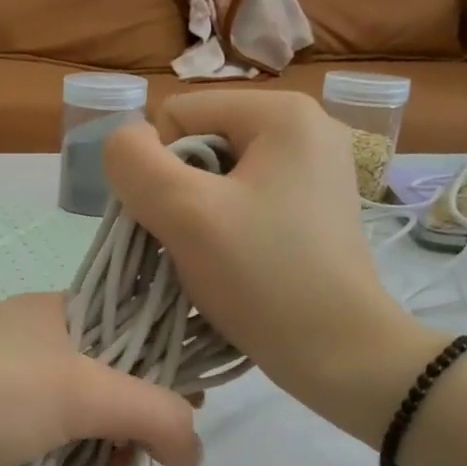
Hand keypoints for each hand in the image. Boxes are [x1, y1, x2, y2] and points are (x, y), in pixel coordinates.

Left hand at [0, 293, 203, 465]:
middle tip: (151, 456)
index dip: (166, 360)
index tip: (196, 404)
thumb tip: (198, 448)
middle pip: (109, 387)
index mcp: (53, 317)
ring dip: (101, 460)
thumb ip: (154, 412)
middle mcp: (32, 356)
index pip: (129, 326)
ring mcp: (8, 408)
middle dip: (135, 424)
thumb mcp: (81, 390)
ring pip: (80, 433)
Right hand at [103, 91, 444, 445]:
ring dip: (198, 218)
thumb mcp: (184, 213)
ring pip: (218, 178)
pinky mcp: (317, 209)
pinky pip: (246, 202)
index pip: (176, 116)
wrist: (340, 353)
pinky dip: (226, 230)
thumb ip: (135, 163)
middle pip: (199, 144)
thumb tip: (125, 143)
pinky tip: (236, 265)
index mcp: (282, 112)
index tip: (178, 222)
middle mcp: (307, 127)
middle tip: (193, 245)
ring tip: (213, 259)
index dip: (158, 169)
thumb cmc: (263, 277)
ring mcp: (317, 170)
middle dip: (180, 195)